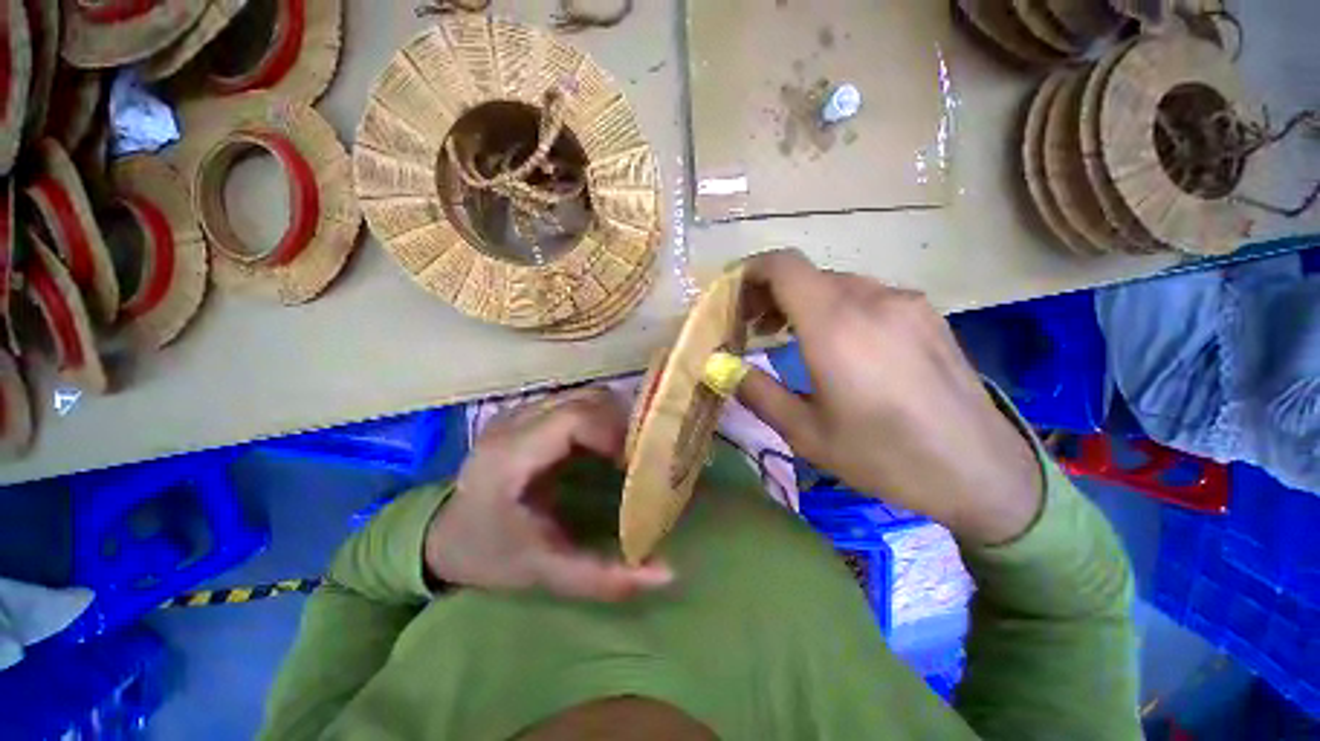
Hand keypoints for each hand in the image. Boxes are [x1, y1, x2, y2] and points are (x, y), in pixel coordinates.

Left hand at [425, 388, 673, 600]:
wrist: (443, 537)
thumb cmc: (491, 555)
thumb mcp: (546, 572)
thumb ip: (604, 577)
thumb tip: (666, 574)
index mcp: (511, 456)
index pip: (575, 419)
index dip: (616, 433)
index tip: (640, 461)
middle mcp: (514, 422)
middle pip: (585, 400)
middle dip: (624, 423)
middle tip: (645, 454)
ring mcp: (519, 411)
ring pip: (584, 395)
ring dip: (615, 417)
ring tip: (631, 448)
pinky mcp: (527, 412)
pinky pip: (577, 400)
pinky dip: (602, 416)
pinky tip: (608, 442)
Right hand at [736, 250, 1043, 544]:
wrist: (982, 471)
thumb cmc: (884, 456)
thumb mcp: (805, 432)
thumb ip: (756, 391)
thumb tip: (721, 367)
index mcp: (835, 326)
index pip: (783, 266)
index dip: (751, 272)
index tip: (734, 299)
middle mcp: (871, 299)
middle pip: (806, 274)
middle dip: (771, 294)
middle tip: (754, 329)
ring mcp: (904, 302)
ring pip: (836, 284)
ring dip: (804, 302)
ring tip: (791, 337)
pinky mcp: (926, 313)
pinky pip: (867, 296)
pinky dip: (836, 308)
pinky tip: (840, 344)